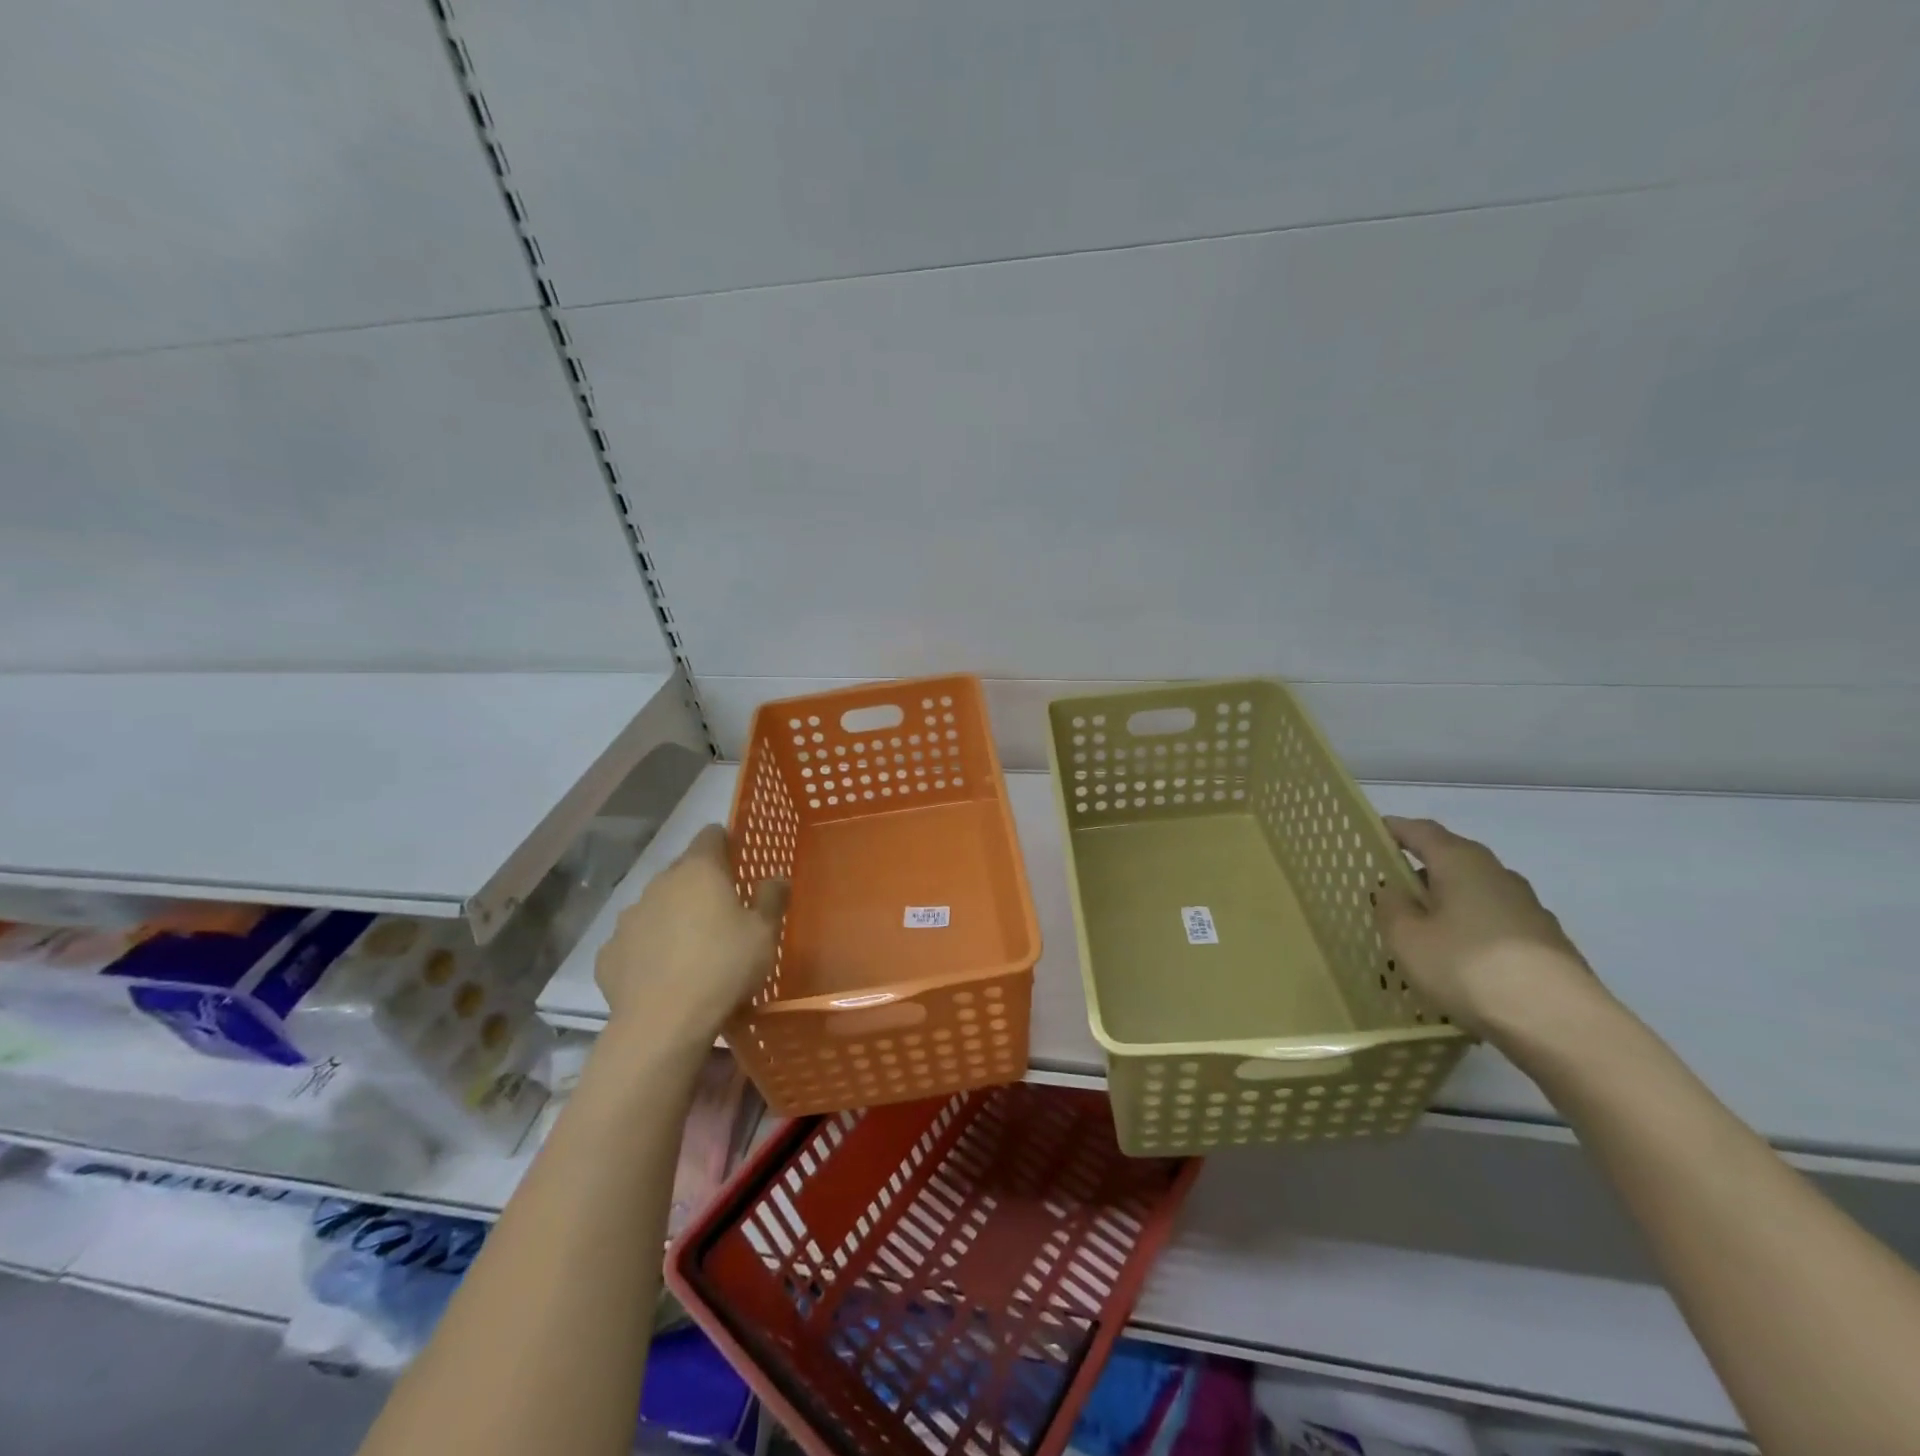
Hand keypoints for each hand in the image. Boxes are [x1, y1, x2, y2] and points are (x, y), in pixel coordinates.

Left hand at [594, 825, 787, 1045]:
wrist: (662, 1023)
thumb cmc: (723, 967)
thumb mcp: (764, 933)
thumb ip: (772, 898)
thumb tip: (776, 877)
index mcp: (699, 871)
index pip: (710, 835)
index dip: (724, 842)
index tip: (737, 859)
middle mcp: (659, 884)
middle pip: (682, 871)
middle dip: (700, 884)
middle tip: (721, 911)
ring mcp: (629, 918)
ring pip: (656, 905)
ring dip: (672, 916)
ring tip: (691, 948)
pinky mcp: (608, 952)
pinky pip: (634, 941)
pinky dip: (648, 949)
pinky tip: (662, 974)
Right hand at [1372, 816, 1602, 1042]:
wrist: (1561, 1024)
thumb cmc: (1469, 967)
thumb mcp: (1407, 938)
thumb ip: (1392, 906)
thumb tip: (1394, 889)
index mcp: (1461, 862)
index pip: (1422, 831)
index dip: (1395, 829)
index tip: (1372, 832)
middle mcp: (1498, 875)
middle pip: (1452, 859)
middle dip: (1421, 869)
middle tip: (1390, 888)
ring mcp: (1528, 909)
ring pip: (1474, 893)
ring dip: (1447, 902)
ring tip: (1421, 929)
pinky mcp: (1545, 943)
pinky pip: (1494, 923)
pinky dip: (1470, 930)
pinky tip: (1458, 959)